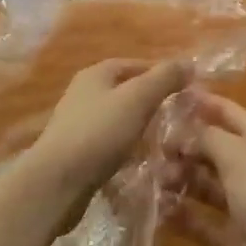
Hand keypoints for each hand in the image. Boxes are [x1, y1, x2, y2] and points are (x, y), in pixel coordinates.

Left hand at [27, 59, 188, 206]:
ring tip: (164, 141)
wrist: (56, 183)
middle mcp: (83, 94)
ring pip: (118, 119)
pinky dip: (126, 149)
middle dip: (151, 102)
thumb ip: (164, 78)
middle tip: (177, 116)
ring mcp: (77, 125)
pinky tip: (139, 162)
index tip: (185, 88)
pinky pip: (108, 144)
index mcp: (95, 74)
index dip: (160, 73)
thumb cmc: (99, 133)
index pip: (134, 64)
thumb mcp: (138, 99)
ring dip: (139, 128)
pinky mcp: (76, 153)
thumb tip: (189, 62)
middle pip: (125, 91)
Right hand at [166, 90, 245, 245]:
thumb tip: (182, 134)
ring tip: (151, 181)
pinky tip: (157, 211)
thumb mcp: (239, 154)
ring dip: (179, 180)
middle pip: (211, 149)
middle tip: (148, 150)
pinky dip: (182, 216)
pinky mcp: (234, 239)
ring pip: (204, 185)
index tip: (164, 98)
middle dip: (182, 146)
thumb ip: (207, 137)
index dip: (199, 103)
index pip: (226, 112)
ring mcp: (243, 205)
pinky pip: (202, 221)